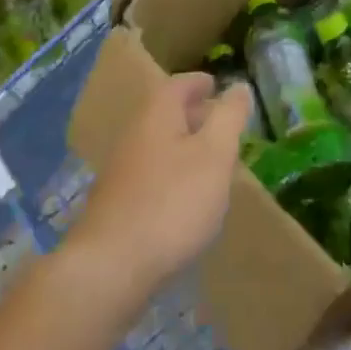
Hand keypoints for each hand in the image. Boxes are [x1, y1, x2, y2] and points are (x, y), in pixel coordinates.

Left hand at [63, 72, 250, 309]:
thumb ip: (229, 118)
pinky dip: (172, 173)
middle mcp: (134, 133)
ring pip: (158, 144)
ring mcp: (121, 169)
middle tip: (221, 123)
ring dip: (183, 145)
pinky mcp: (117, 203)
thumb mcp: (215, 155)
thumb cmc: (173, 202)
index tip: (217, 85)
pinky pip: (151, 173)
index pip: (180, 84)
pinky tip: (186, 198)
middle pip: (166, 112)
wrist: (111, 266)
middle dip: (193, 114)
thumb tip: (239, 86)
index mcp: (157, 113)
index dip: (200, 83)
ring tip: (211, 161)